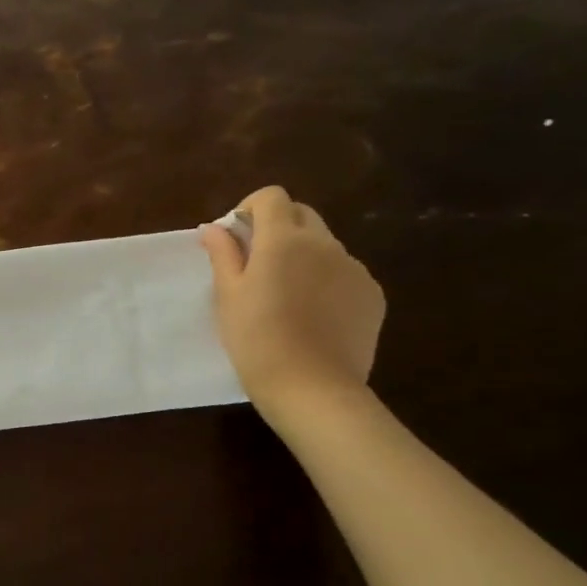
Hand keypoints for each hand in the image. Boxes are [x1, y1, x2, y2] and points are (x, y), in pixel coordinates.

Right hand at [197, 186, 384, 414]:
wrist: (312, 388)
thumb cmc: (257, 339)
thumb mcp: (228, 295)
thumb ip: (223, 254)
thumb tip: (214, 227)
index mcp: (284, 239)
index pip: (272, 197)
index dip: (251, 208)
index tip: (237, 236)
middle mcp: (324, 244)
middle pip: (302, 214)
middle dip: (278, 227)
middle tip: (256, 263)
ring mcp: (354, 268)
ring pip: (324, 244)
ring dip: (303, 254)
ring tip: (286, 294)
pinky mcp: (372, 294)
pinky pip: (345, 272)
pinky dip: (326, 279)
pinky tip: (312, 314)